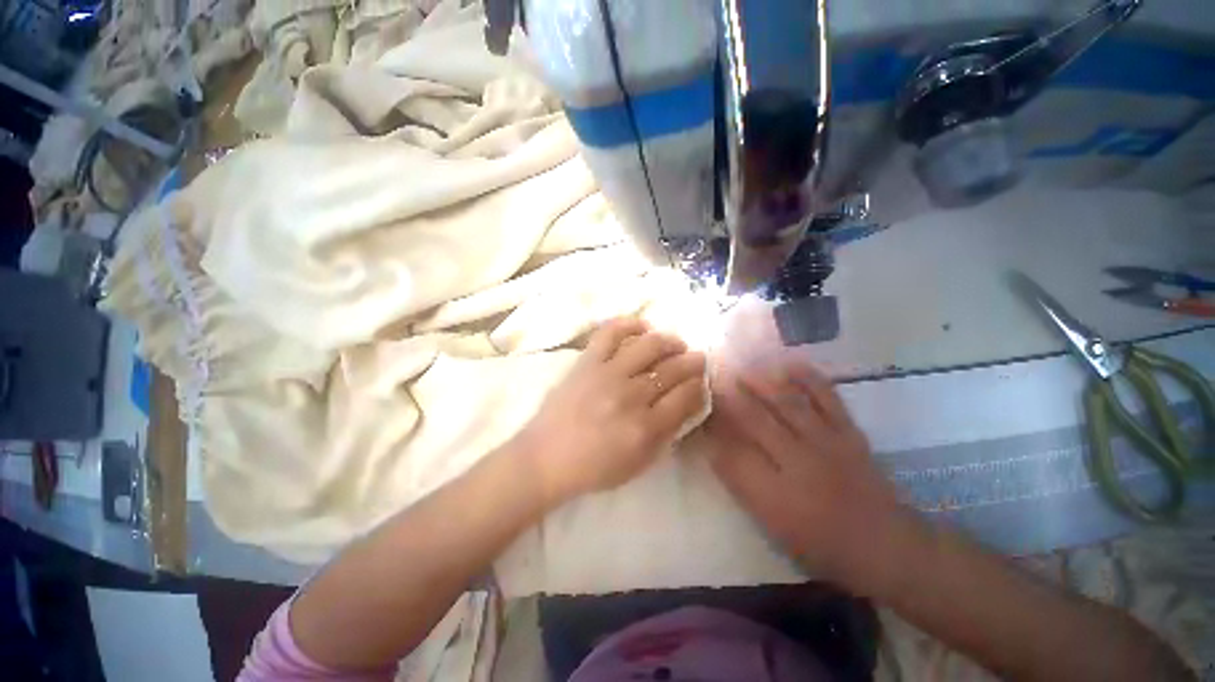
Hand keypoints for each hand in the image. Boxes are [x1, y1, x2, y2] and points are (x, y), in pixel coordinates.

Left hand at [513, 318, 707, 504]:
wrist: (546, 457)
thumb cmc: (594, 467)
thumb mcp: (639, 463)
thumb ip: (668, 434)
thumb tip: (688, 403)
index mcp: (646, 428)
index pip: (687, 396)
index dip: (700, 386)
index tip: (701, 383)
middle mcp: (631, 395)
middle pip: (673, 369)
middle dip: (693, 362)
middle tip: (697, 359)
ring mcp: (607, 373)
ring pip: (650, 346)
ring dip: (670, 341)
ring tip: (676, 344)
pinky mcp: (587, 361)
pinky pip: (611, 332)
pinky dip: (630, 324)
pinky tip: (643, 327)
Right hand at [705, 361, 923, 590]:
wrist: (887, 546)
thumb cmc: (824, 545)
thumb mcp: (774, 528)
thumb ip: (743, 487)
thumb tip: (716, 452)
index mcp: (775, 496)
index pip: (731, 455)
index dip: (712, 431)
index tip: (700, 412)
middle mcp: (798, 464)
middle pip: (754, 421)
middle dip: (729, 398)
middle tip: (712, 379)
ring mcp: (826, 444)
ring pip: (787, 404)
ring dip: (761, 383)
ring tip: (742, 369)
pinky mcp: (849, 434)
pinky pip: (828, 399)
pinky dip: (810, 379)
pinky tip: (791, 363)